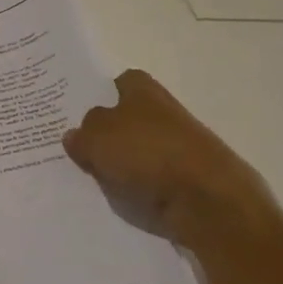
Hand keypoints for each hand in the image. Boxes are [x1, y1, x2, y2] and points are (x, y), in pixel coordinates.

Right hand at [63, 69, 281, 253]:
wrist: (207, 201)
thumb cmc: (147, 154)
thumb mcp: (97, 139)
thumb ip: (81, 135)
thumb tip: (75, 135)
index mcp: (143, 91)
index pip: (119, 82)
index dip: (100, 95)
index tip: (80, 115)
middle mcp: (163, 112)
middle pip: (127, 118)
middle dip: (107, 133)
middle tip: (77, 150)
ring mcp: (179, 147)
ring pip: (139, 151)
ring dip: (121, 165)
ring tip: (94, 181)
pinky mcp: (188, 179)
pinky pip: (152, 180)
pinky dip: (139, 188)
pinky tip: (121, 200)